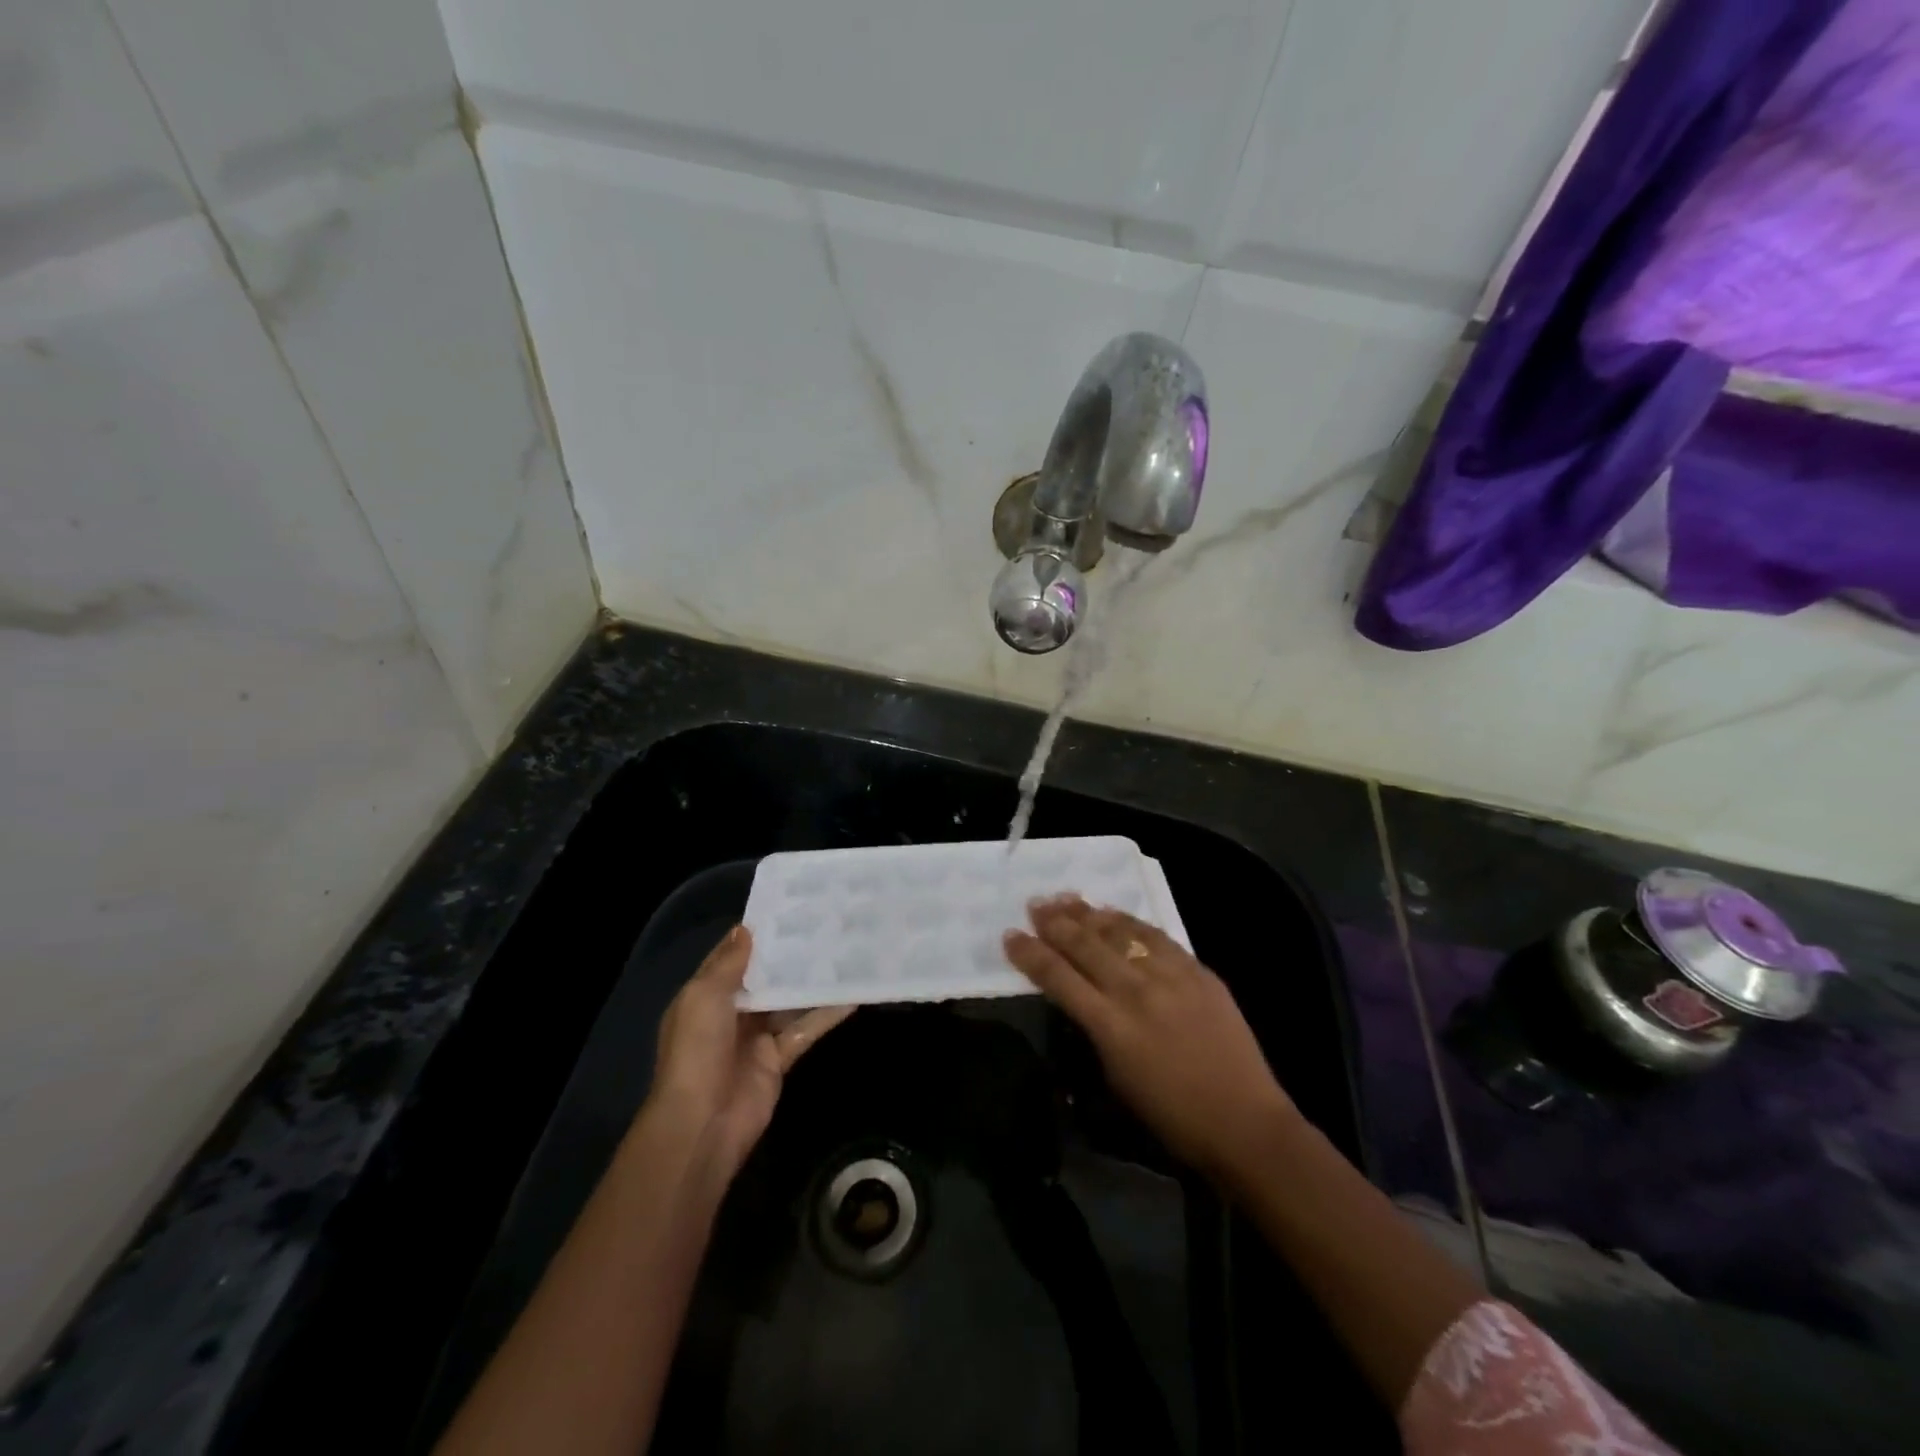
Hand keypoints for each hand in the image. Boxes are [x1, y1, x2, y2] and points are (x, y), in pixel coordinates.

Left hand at [645, 926, 852, 1182]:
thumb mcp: (704, 997)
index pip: (731, 957)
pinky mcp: (779, 1058)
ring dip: (811, 981)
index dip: (756, 934)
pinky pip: (805, 1029)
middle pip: (765, 977)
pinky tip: (852, 995)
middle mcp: (731, 1012)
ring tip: (844, 951)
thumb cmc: (697, 1050)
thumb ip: (728, 963)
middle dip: (789, 955)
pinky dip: (826, 1014)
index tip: (788, 908)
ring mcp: (756, 1036)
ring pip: (788, 1001)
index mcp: (705, 995)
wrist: (703, 1122)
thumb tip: (746, 928)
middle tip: (825, 923)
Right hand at [1004, 896, 1293, 1177]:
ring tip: (1066, 898)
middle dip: (1055, 923)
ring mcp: (1170, 976)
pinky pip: (1156, 936)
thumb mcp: (1117, 1077)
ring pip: (1120, 932)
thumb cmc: (1172, 1116)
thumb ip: (1095, 1029)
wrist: (1244, 1121)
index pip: (1058, 977)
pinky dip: (1130, 922)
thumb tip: (1081, 996)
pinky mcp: (1198, 970)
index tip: (1010, 935)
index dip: (1030, 954)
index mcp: (1110, 1026)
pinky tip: (1115, 914)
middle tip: (1035, 905)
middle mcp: (1136, 991)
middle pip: (1086, 945)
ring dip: (1089, 914)